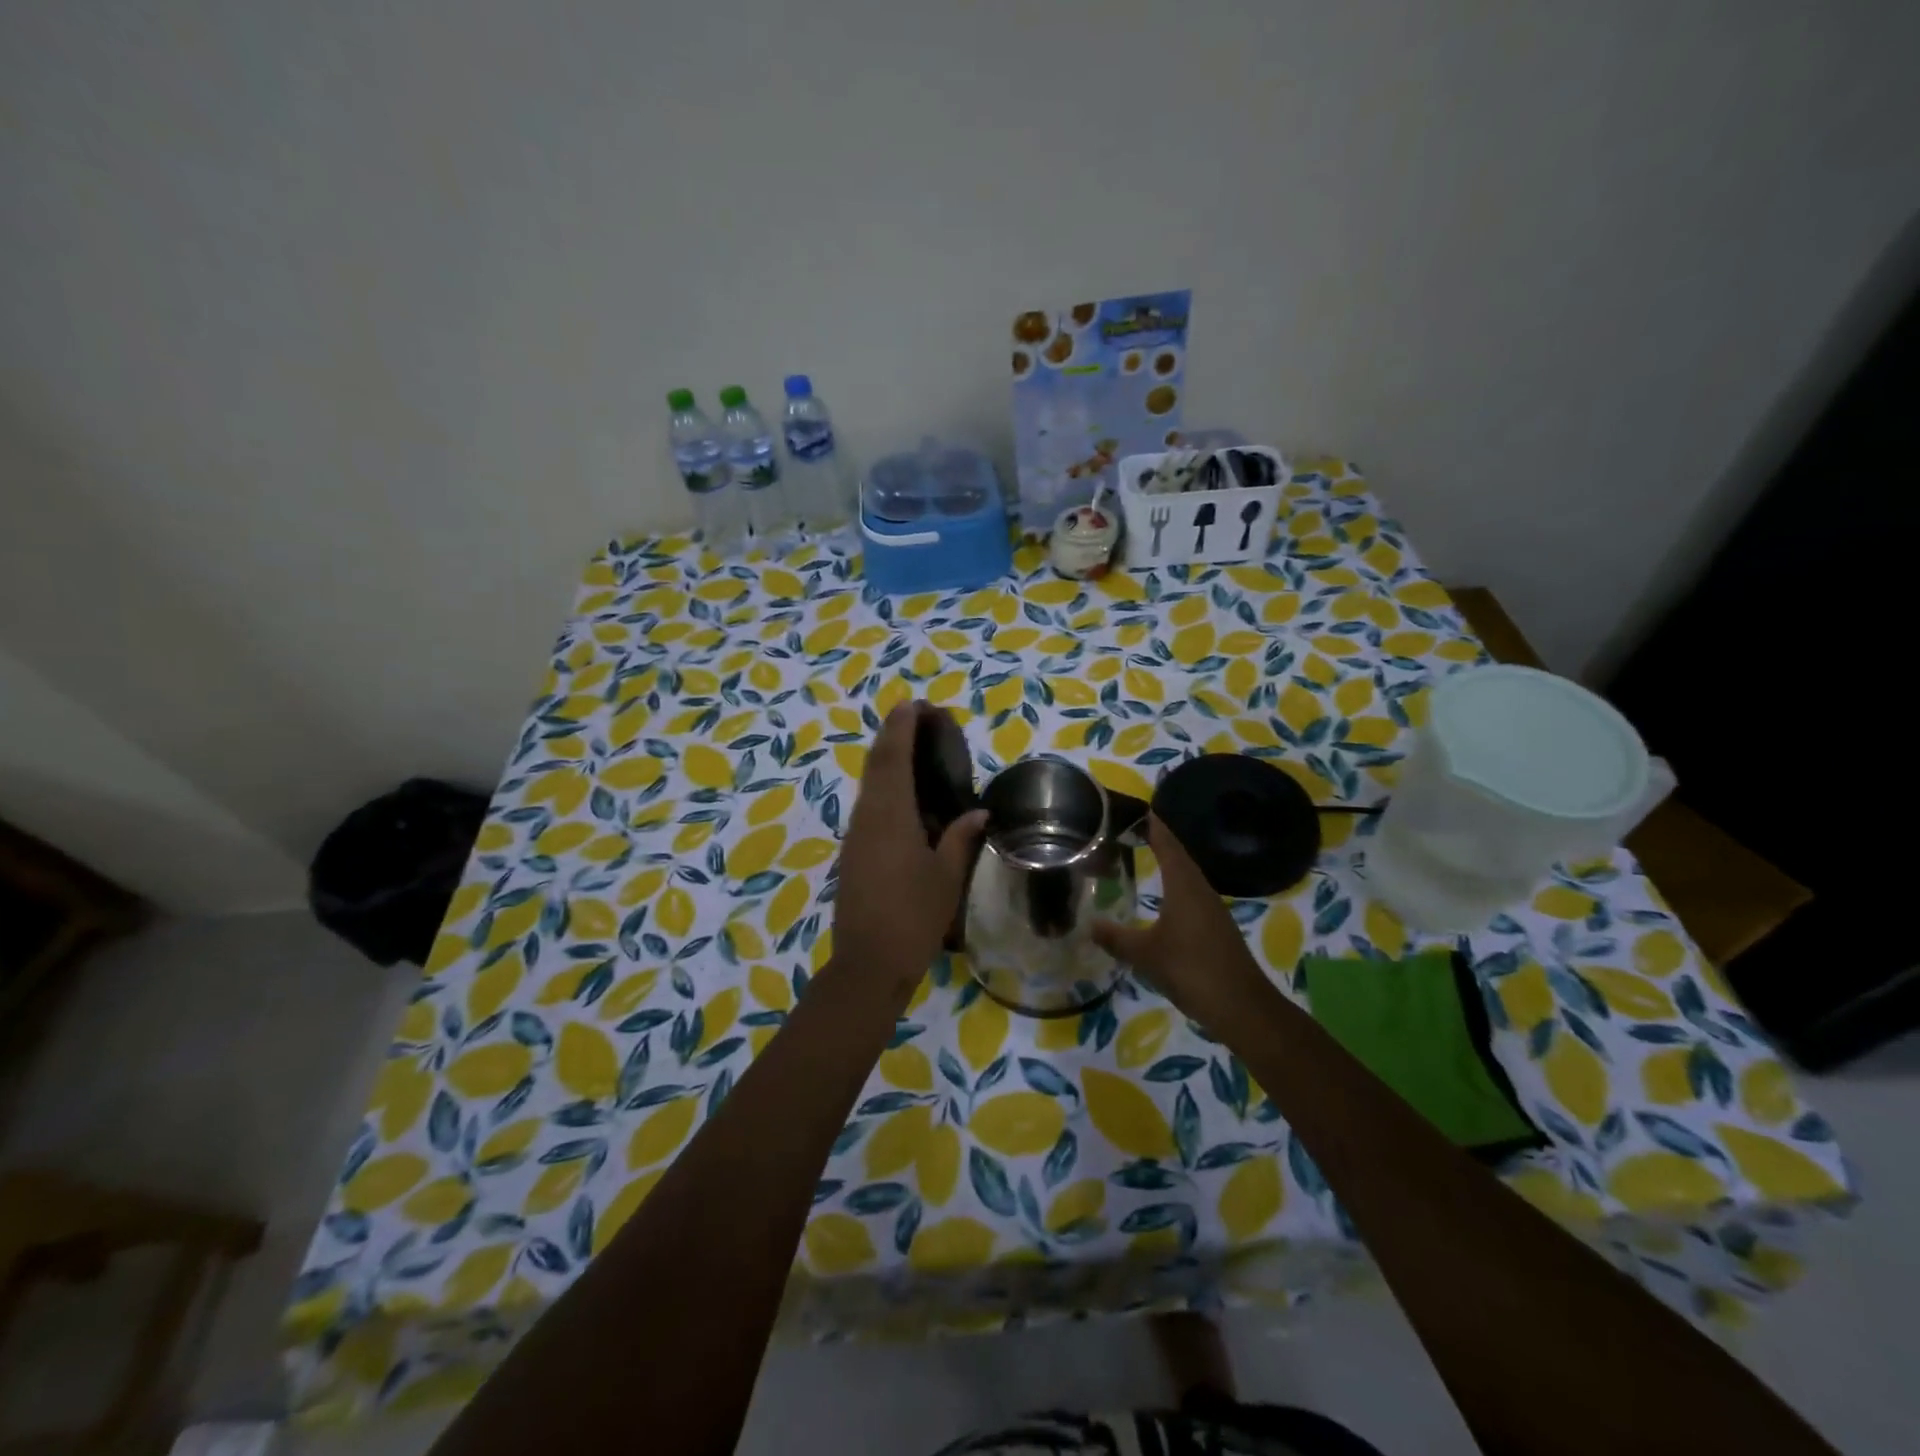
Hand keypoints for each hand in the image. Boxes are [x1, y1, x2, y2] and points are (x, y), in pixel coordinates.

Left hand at [832, 702, 986, 1001]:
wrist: (869, 963)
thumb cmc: (914, 917)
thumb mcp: (946, 877)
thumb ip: (961, 838)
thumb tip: (979, 813)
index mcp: (891, 816)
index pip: (894, 758)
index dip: (902, 727)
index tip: (914, 704)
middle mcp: (867, 817)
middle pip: (875, 764)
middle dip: (892, 734)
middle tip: (915, 717)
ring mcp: (855, 834)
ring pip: (867, 784)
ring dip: (885, 759)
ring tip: (911, 747)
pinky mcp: (851, 852)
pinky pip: (867, 805)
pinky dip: (882, 786)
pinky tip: (902, 795)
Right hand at [1093, 815, 1267, 1023]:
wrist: (1242, 1007)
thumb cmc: (1191, 970)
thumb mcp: (1145, 955)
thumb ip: (1116, 938)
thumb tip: (1090, 925)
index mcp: (1184, 887)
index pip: (1168, 846)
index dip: (1155, 828)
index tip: (1140, 810)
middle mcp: (1201, 891)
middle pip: (1180, 857)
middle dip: (1160, 842)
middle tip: (1135, 830)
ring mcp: (1213, 911)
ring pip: (1188, 878)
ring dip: (1169, 865)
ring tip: (1146, 857)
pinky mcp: (1217, 929)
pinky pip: (1193, 897)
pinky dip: (1176, 888)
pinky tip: (1165, 900)